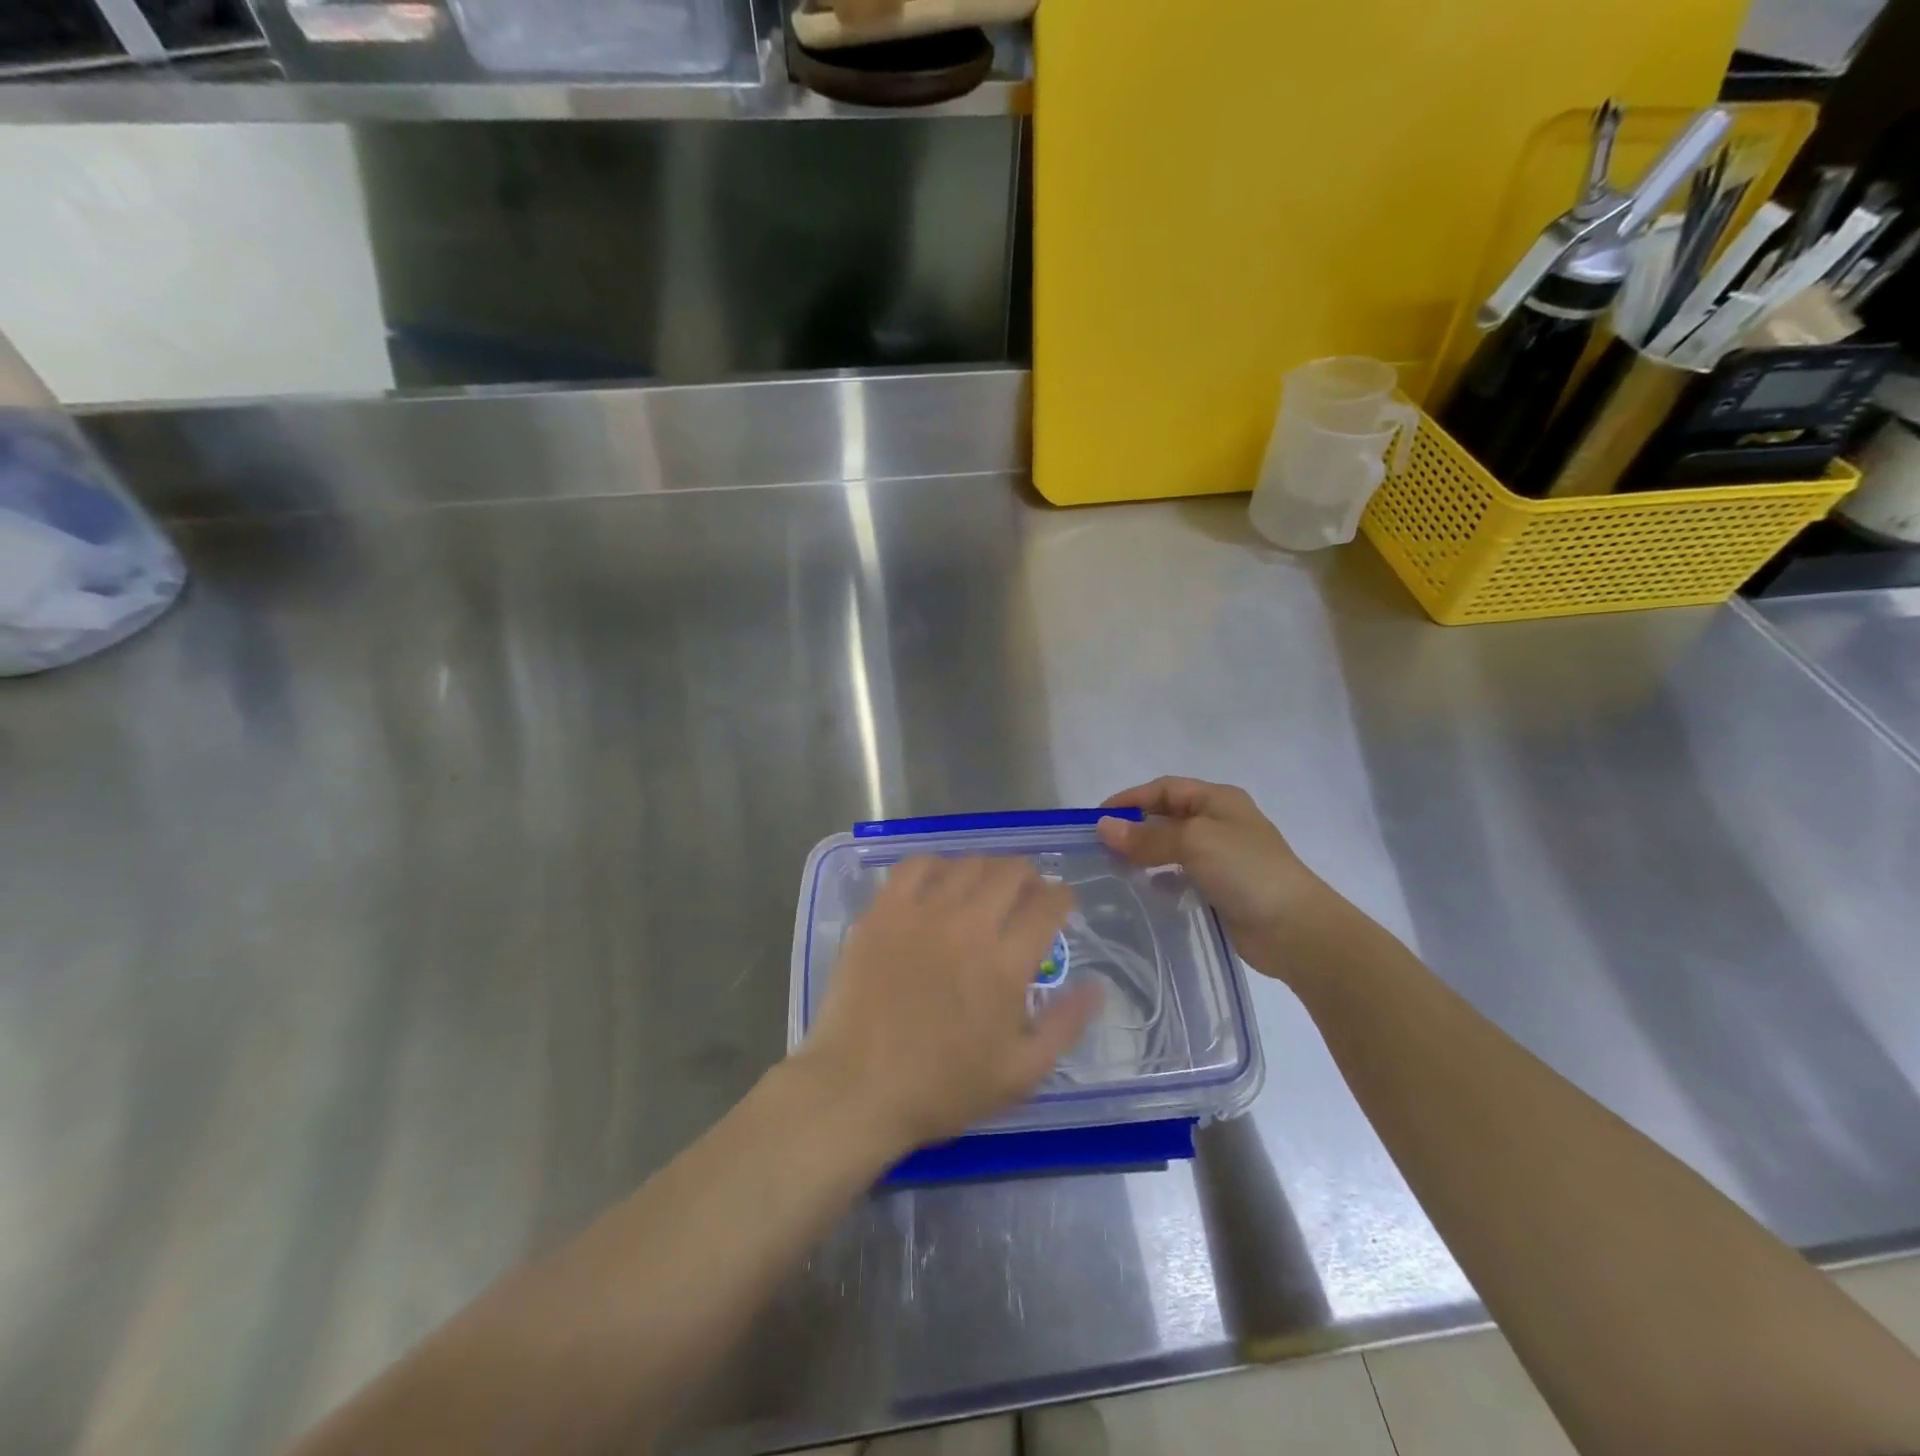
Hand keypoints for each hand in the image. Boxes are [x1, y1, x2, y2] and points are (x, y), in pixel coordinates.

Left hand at [799, 856, 1100, 1155]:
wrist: (858, 1087)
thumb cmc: (942, 1088)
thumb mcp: (1020, 1074)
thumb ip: (1064, 1026)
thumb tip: (1096, 986)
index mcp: (1006, 963)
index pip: (1048, 904)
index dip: (1062, 896)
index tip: (1061, 903)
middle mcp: (969, 925)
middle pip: (1010, 872)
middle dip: (1029, 876)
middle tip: (1026, 893)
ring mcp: (922, 912)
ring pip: (967, 863)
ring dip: (987, 868)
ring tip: (985, 886)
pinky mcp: (883, 910)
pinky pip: (915, 865)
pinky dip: (936, 865)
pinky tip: (939, 882)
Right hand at [1097, 777, 1336, 975]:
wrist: (1296, 929)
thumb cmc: (1246, 870)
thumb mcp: (1194, 842)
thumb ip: (1147, 836)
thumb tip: (1103, 828)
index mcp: (1219, 800)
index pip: (1165, 789)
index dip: (1131, 799)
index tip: (1097, 818)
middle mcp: (1220, 823)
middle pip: (1167, 817)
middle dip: (1135, 828)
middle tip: (1101, 846)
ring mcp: (1222, 858)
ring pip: (1172, 848)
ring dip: (1145, 855)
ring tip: (1114, 869)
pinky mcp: (1221, 889)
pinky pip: (1182, 876)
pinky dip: (1161, 880)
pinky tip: (1146, 891)